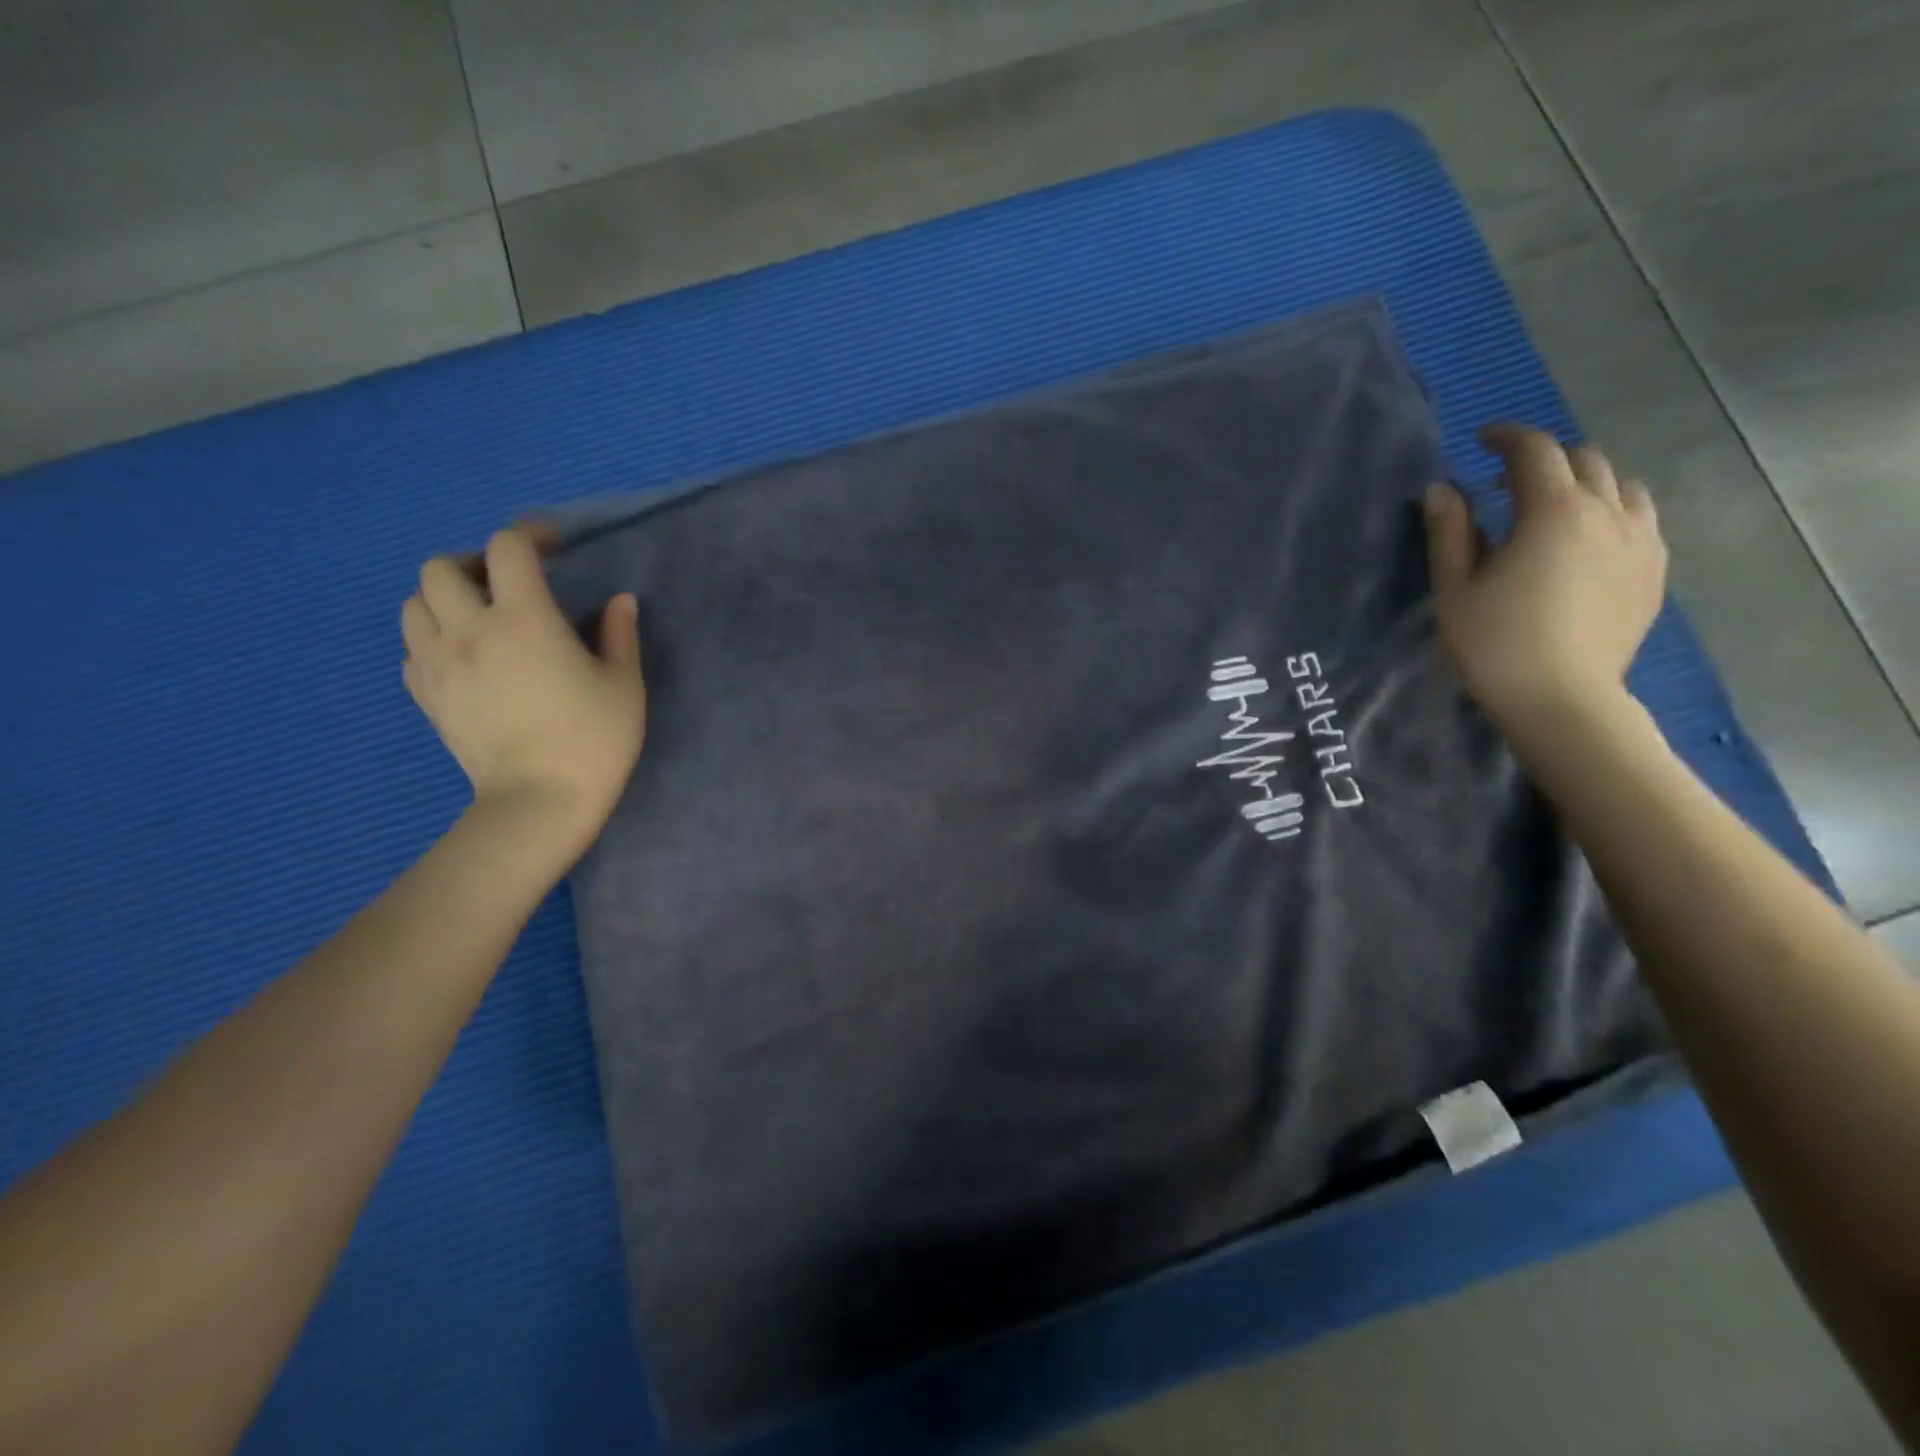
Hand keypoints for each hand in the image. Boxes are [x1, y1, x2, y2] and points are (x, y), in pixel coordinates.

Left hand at [401, 527, 645, 851]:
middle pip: (441, 567)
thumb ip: (619, 634)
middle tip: (507, 586)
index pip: (507, 548)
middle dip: (474, 564)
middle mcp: (469, 630)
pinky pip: (411, 650)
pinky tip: (463, 658)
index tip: (552, 546)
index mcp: (524, 619)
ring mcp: (439, 664)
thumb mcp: (624, 684)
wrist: (540, 800)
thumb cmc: (593, 739)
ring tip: (478, 618)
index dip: (529, 535)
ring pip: (413, 605)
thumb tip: (620, 601)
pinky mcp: (427, 697)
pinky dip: (431, 640)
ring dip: (443, 599)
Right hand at [1424, 425, 1667, 736]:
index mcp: (1552, 511)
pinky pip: (1640, 518)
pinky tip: (1584, 541)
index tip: (1482, 441)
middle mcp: (1606, 512)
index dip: (1507, 437)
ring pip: (1621, 485)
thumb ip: (1449, 532)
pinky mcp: (1653, 569)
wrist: (1561, 697)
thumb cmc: (1494, 643)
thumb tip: (1442, 488)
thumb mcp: (1454, 588)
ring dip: (1583, 482)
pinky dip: (1610, 511)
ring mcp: (1640, 540)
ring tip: (1551, 508)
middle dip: (1543, 459)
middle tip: (1504, 483)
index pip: (1535, 451)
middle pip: (1583, 459)